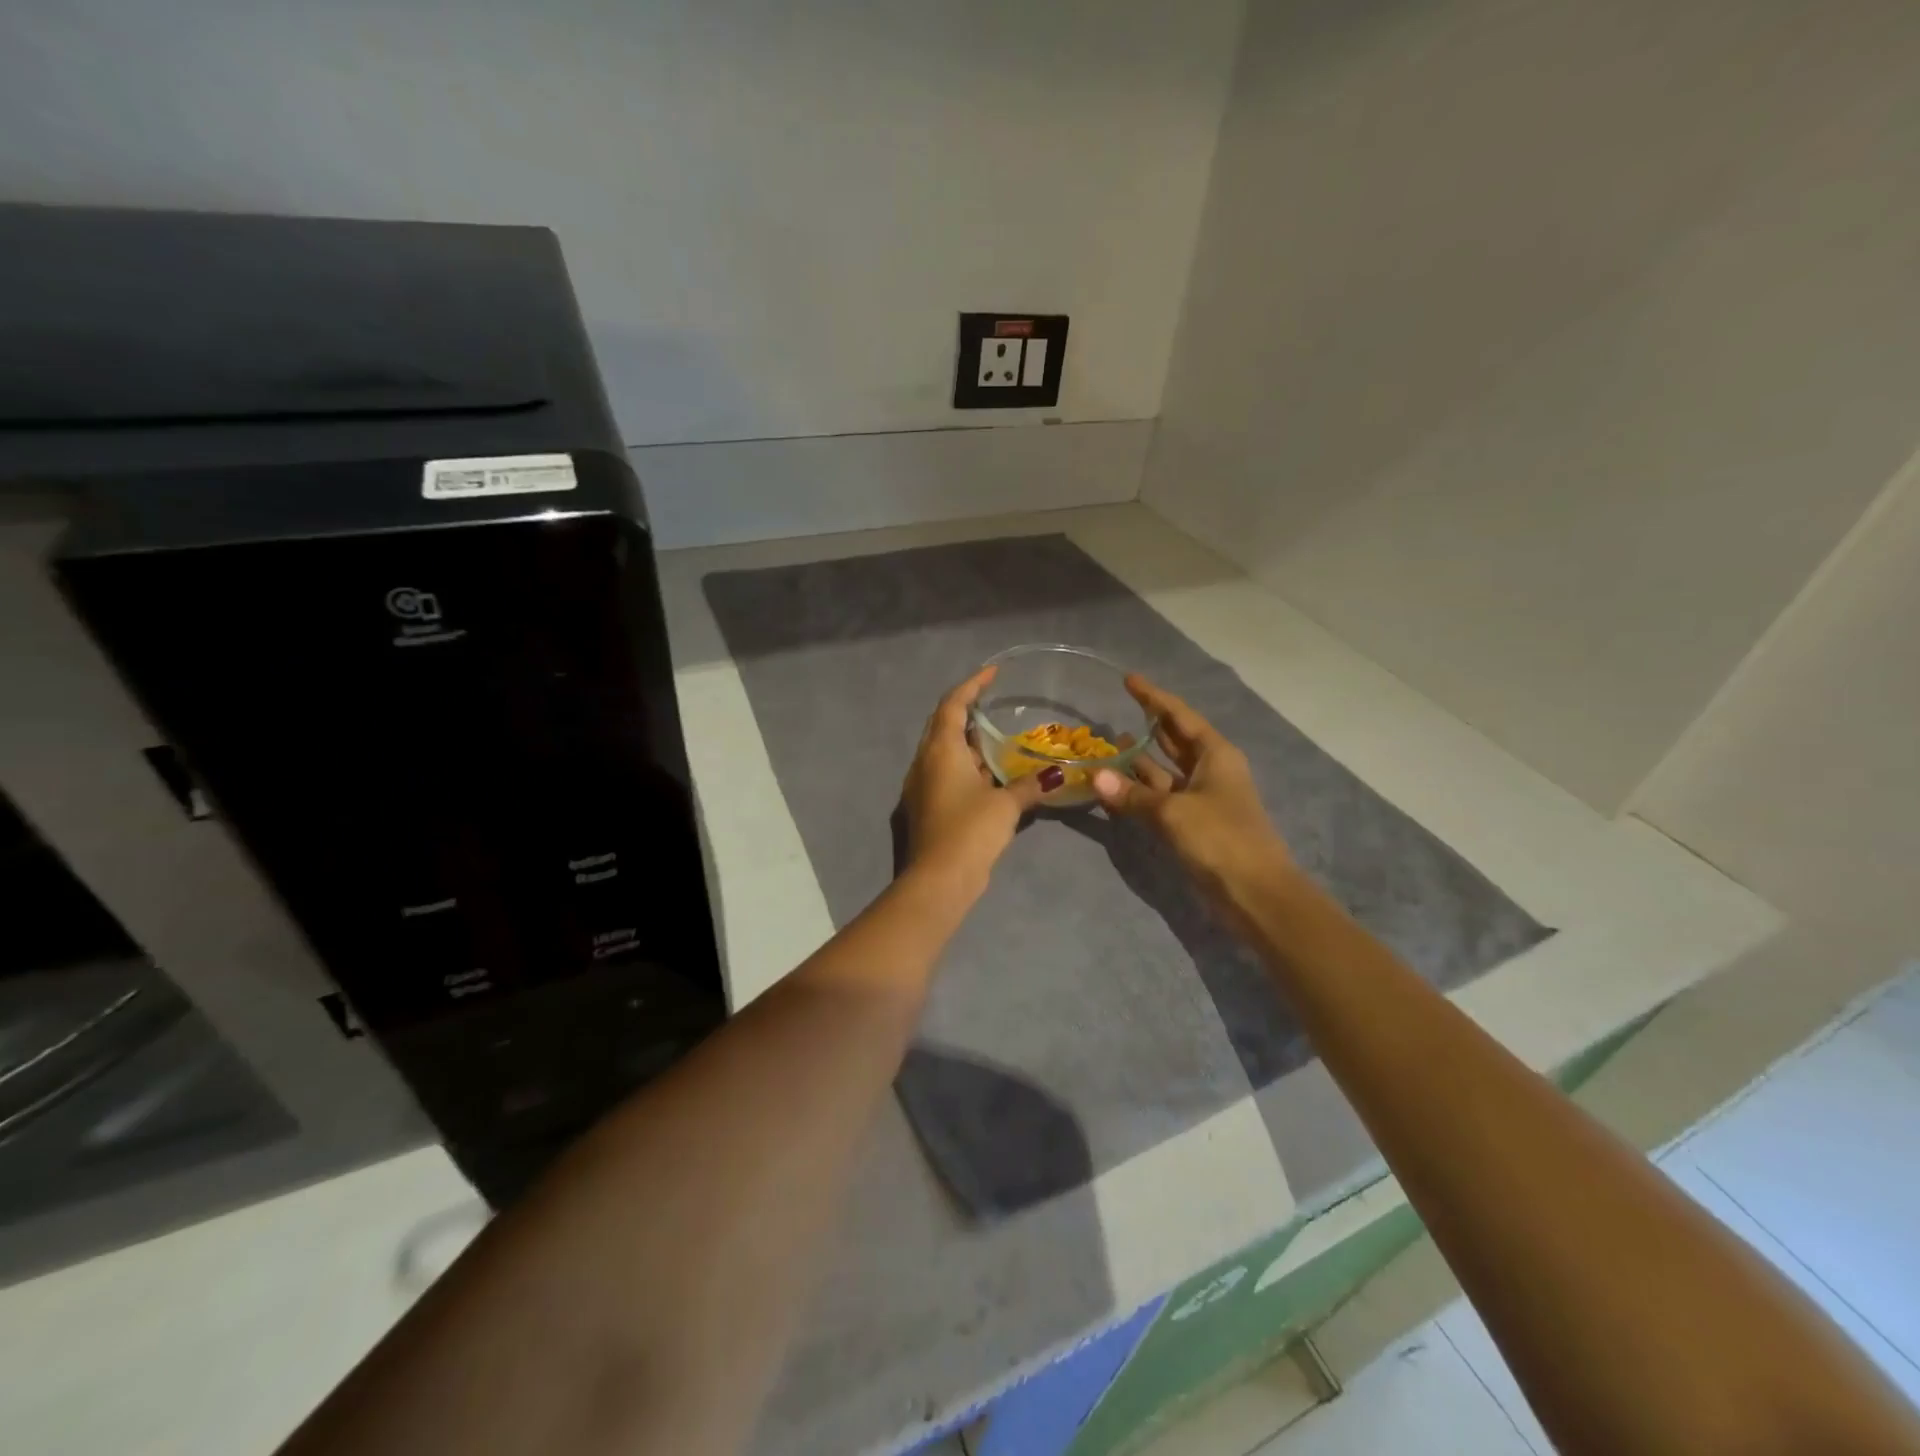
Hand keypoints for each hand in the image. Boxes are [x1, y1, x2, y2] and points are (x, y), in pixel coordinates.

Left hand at [901, 665, 1053, 883]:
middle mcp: (925, 761)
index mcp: (940, 750)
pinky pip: (945, 772)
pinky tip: (989, 775)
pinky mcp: (926, 805)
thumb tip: (1057, 774)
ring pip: (944, 750)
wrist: (938, 880)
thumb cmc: (970, 831)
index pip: (953, 704)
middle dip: (967, 711)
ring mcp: (922, 784)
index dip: (972, 685)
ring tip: (998, 739)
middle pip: (943, 724)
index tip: (992, 673)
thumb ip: (1030, 785)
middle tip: (994, 704)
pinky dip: (966, 765)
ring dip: (968, 742)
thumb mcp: (1006, 805)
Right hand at [1091, 675, 1293, 900]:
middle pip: (1174, 740)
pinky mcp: (1193, 825)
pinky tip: (1115, 790)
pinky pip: (1161, 800)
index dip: (1153, 697)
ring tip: (1108, 747)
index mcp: (1215, 755)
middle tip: (1117, 710)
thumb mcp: (1173, 812)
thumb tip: (1097, 778)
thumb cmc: (1221, 839)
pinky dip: (1139, 793)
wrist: (1256, 894)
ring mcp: (1201, 799)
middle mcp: (1209, 771)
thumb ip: (1133, 794)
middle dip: (1148, 726)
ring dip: (1139, 762)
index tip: (1128, 680)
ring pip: (1164, 772)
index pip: (1179, 716)